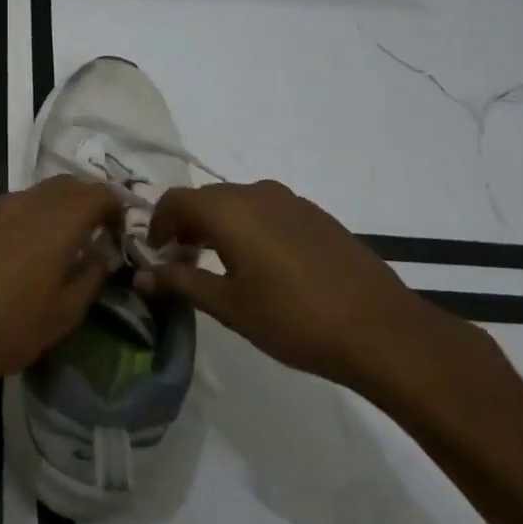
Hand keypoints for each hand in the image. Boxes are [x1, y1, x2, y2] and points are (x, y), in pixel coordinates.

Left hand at [0, 177, 122, 401]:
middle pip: (68, 184)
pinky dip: (30, 214)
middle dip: (88, 200)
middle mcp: (27, 203)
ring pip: (38, 192)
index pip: (98, 193)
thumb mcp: (62, 315)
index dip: (116, 207)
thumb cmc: (5, 330)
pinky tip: (25, 245)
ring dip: (58, 206)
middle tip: (97, 231)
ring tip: (63, 239)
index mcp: (56, 223)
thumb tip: (104, 251)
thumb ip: (91, 275)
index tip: (120, 232)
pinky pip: (12, 204)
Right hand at [140, 180, 489, 399]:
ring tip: (220, 266)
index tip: (155, 255)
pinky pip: (266, 210)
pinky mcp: (315, 215)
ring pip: (237, 203)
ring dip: (217, 226)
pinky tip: (262, 265)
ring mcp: (290, 201)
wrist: (381, 330)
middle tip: (183, 264)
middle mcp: (255, 193)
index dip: (157, 224)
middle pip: (205, 199)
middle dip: (186, 226)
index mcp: (228, 210)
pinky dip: (248, 228)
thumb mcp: (228, 306)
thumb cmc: (293, 319)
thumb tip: (141, 274)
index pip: (174, 200)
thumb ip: (180, 282)